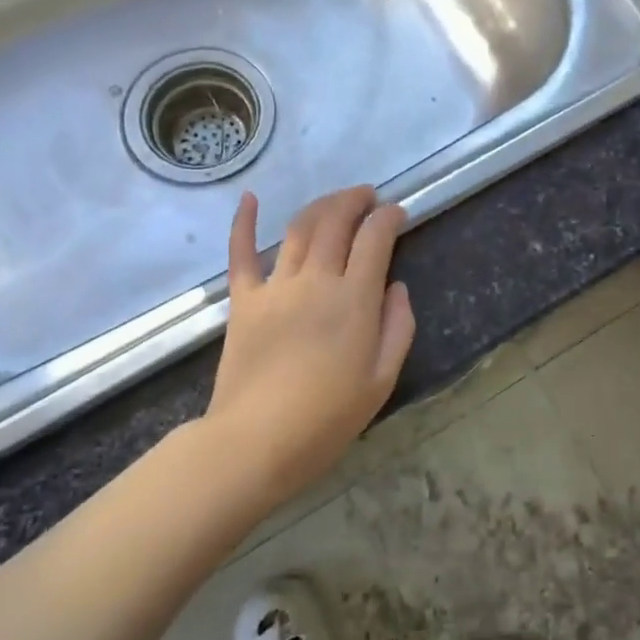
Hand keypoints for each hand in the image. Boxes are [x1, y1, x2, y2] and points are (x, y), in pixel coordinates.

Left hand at [205, 186, 414, 508]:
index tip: (398, 212)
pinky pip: (241, 253)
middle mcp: (315, 280)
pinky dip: (243, 222)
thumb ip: (397, 327)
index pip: (375, 238)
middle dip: (355, 200)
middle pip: (336, 221)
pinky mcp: (243, 300)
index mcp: (353, 299)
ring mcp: (275, 286)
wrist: (254, 443)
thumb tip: (396, 286)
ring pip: (298, 228)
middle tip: (368, 196)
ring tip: (336, 200)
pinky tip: (249, 197)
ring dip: (321, 205)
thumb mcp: (381, 381)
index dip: (389, 217)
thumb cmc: (326, 420)